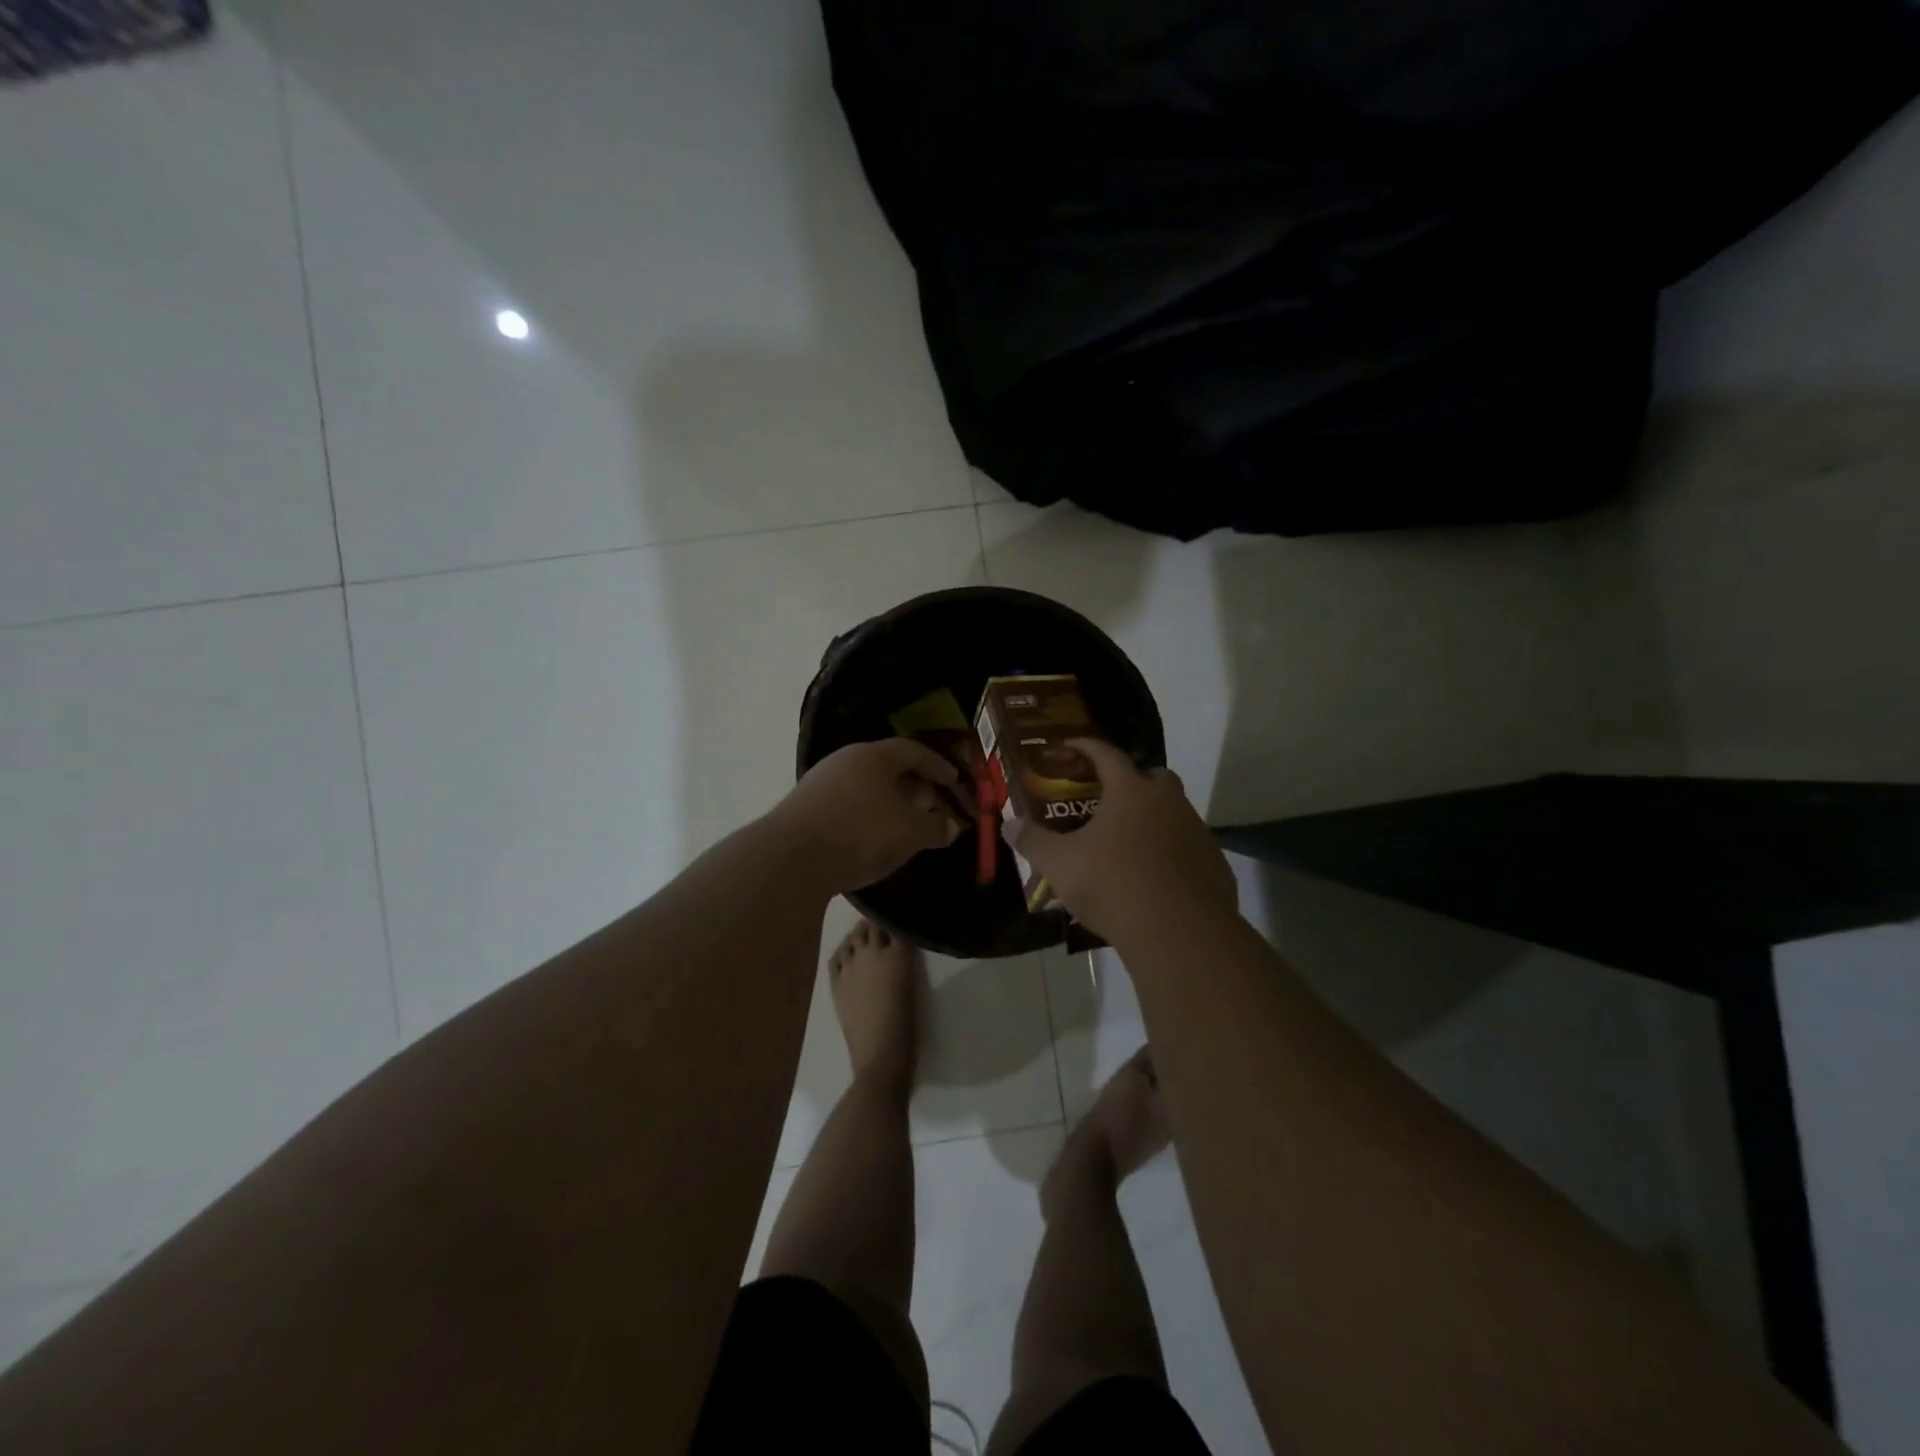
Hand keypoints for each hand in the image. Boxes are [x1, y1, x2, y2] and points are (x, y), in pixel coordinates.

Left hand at [776, 738, 964, 891]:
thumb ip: (934, 827)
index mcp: (872, 756)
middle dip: (912, 785)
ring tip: (903, 825)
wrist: (790, 859)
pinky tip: (871, 840)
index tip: (953, 780)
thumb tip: (951, 825)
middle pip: (885, 767)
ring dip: (888, 802)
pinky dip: (866, 816)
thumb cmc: (860, 833)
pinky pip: (846, 805)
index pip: (911, 750)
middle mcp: (843, 761)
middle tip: (930, 804)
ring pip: (864, 786)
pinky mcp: (803, 810)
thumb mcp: (909, 832)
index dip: (936, 765)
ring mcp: (819, 784)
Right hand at [1006, 738, 1235, 943]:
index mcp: (1131, 791)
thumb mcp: (1060, 864)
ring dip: (1154, 819)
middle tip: (1108, 800)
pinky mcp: (1215, 864)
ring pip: (1175, 813)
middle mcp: (1169, 802)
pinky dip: (1172, 853)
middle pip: (1153, 777)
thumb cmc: (1113, 885)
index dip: (1086, 747)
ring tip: (1128, 844)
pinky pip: (1190, 848)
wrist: (1179, 932)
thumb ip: (1034, 841)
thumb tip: (1010, 825)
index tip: (1071, 746)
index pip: (1107, 755)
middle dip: (1132, 782)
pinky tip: (1155, 877)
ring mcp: (1197, 832)